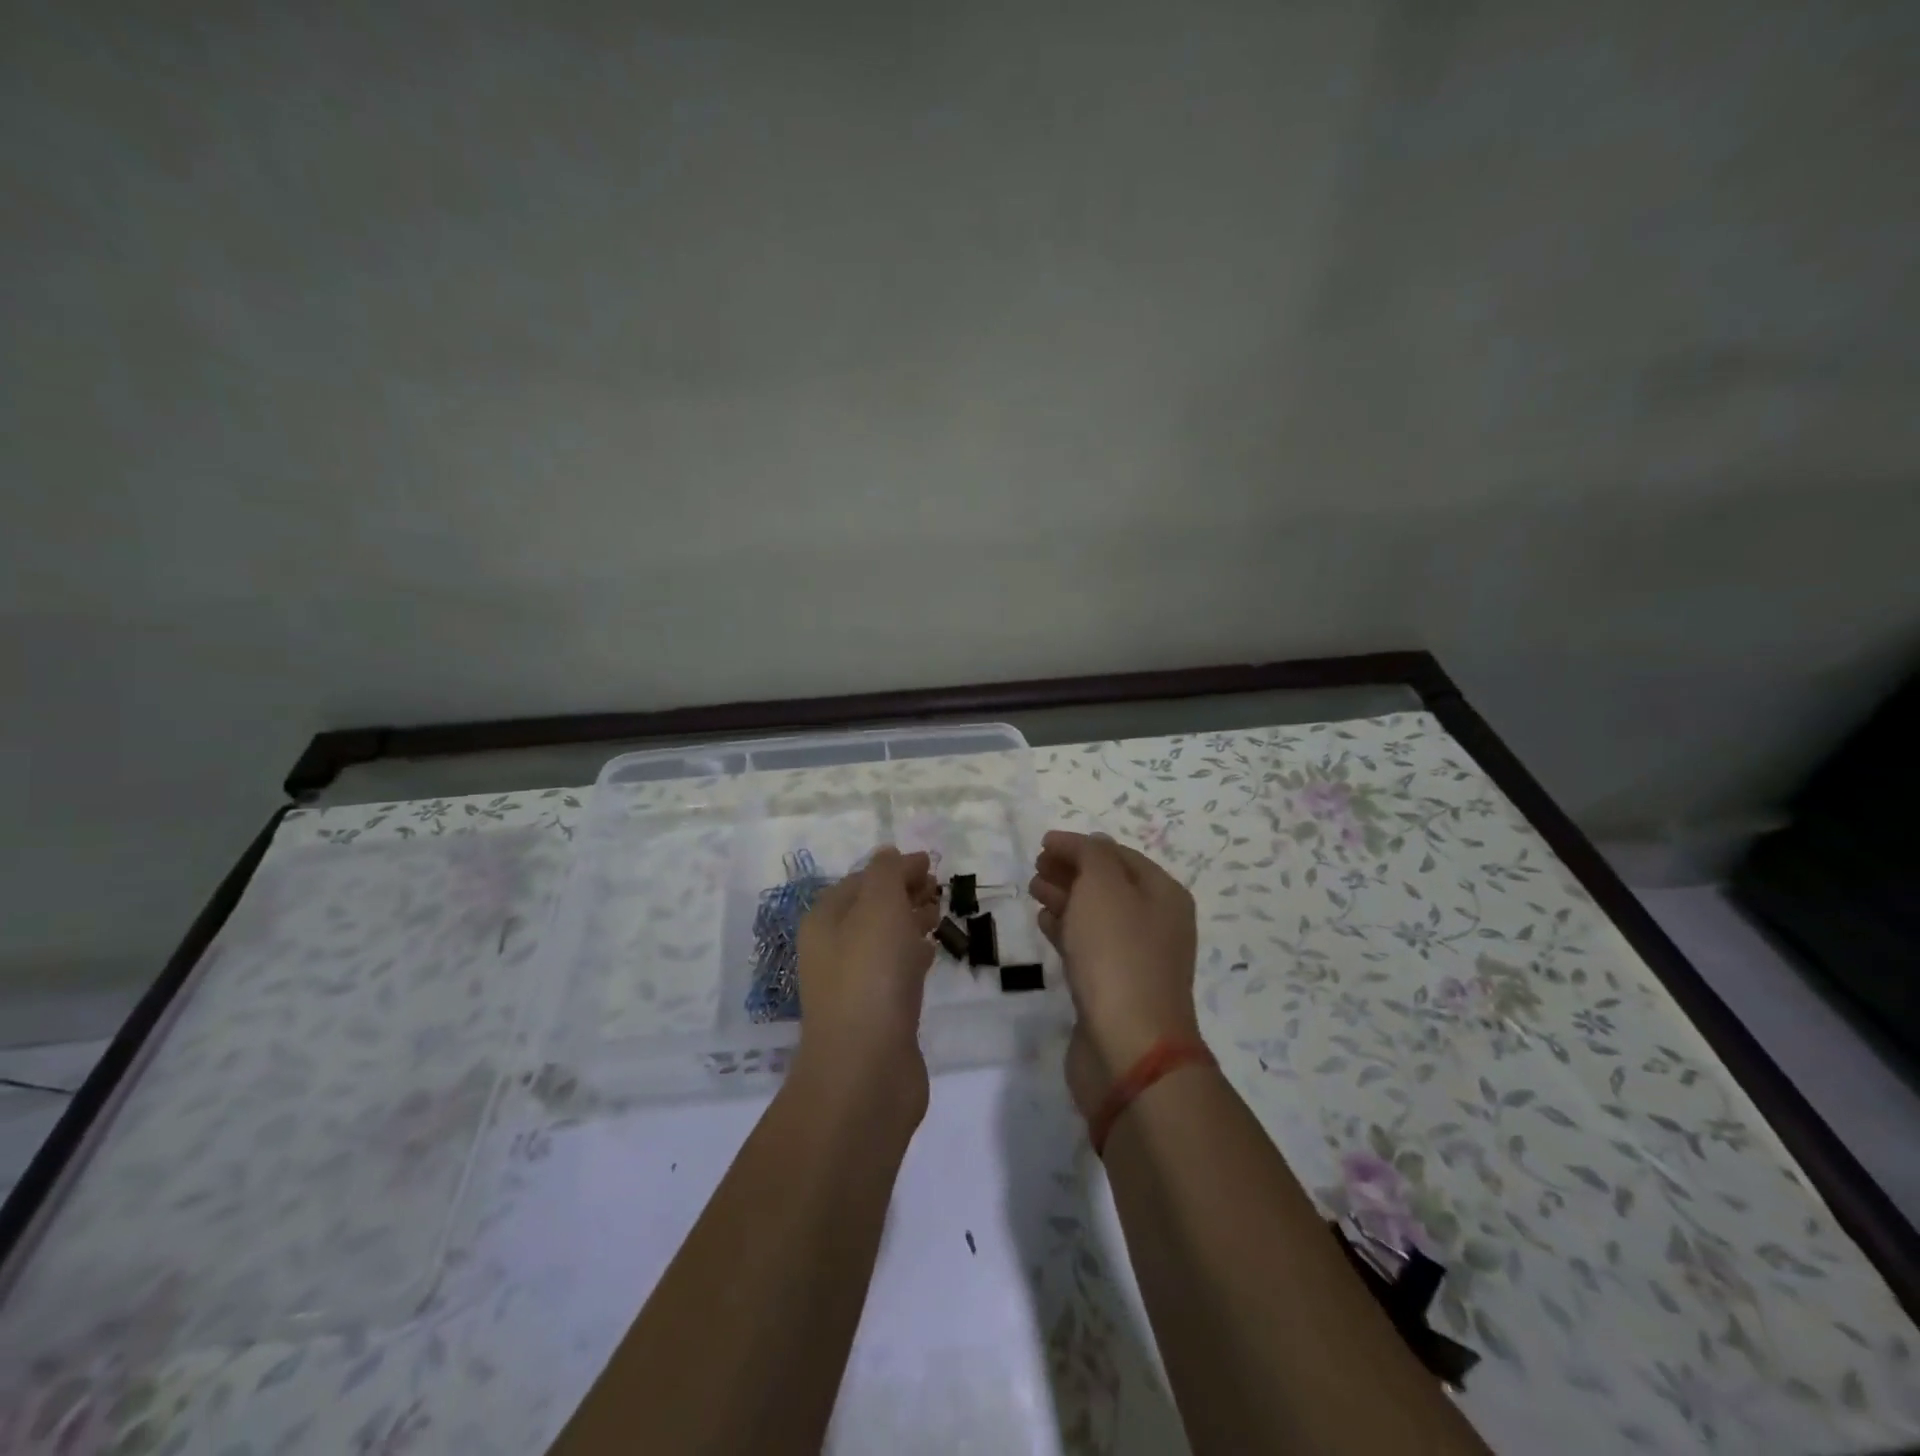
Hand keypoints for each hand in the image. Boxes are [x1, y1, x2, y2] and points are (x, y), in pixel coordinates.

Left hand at [793, 847, 941, 1114]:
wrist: (867, 1069)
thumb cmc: (871, 975)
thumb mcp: (878, 906)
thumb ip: (886, 874)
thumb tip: (890, 854)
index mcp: (825, 920)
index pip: (860, 880)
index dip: (894, 868)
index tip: (931, 864)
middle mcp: (833, 950)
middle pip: (871, 909)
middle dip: (904, 893)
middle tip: (939, 888)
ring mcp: (854, 984)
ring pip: (885, 940)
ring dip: (911, 922)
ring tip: (941, 914)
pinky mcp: (877, 1014)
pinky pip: (896, 972)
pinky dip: (914, 956)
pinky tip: (933, 953)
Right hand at [1028, 831, 1200, 1116]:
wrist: (1129, 1047)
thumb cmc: (1118, 955)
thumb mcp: (1104, 887)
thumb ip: (1091, 856)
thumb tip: (1086, 844)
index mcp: (1163, 895)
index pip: (1118, 855)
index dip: (1081, 845)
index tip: (1043, 843)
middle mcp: (1156, 924)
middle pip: (1108, 885)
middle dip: (1072, 870)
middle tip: (1035, 865)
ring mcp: (1136, 959)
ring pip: (1096, 916)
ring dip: (1066, 898)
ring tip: (1033, 888)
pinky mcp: (1114, 989)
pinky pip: (1088, 947)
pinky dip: (1066, 930)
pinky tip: (1045, 922)